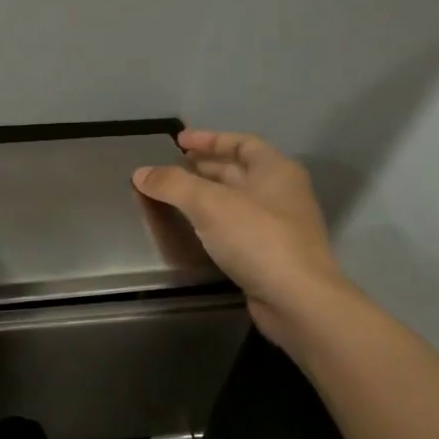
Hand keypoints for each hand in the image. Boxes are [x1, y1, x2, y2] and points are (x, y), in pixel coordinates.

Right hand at [133, 129, 358, 359]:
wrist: (297, 299)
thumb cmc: (258, 239)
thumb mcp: (209, 204)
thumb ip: (173, 185)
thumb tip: (140, 173)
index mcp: (276, 170)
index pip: (241, 143)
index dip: (209, 139)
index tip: (179, 142)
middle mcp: (282, 193)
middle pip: (239, 171)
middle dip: (205, 167)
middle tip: (172, 169)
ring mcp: (280, 225)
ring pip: (237, 200)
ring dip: (208, 195)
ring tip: (176, 197)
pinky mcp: (272, 255)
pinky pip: (238, 227)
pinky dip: (215, 222)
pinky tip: (195, 230)